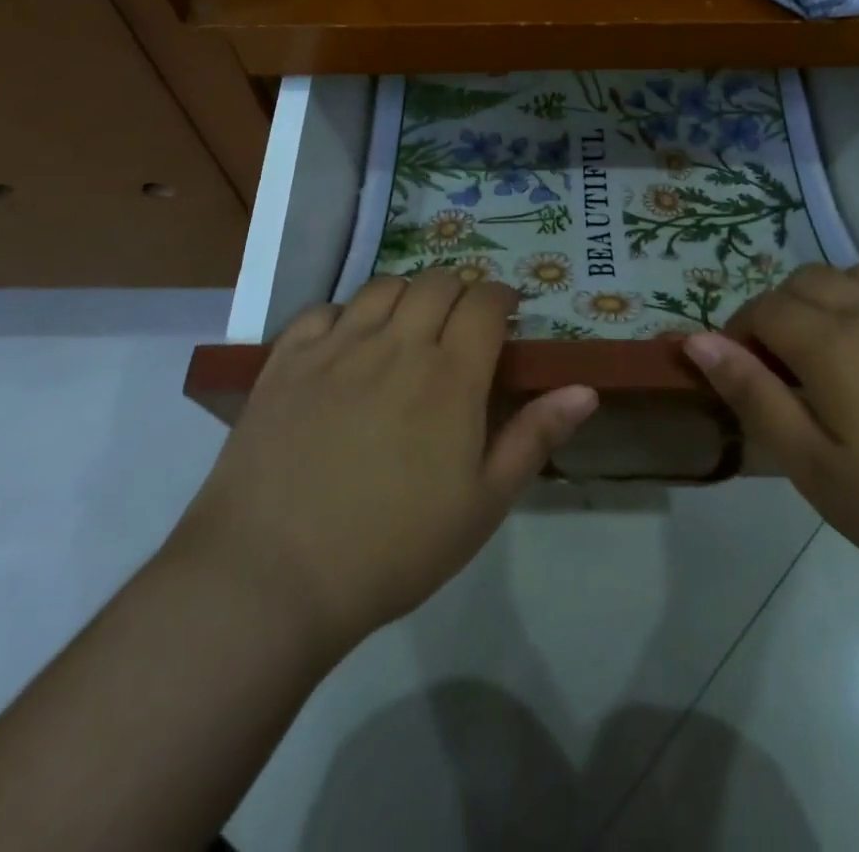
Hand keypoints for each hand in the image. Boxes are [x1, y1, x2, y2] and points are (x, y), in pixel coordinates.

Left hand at [176, 273, 597, 658]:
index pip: (485, 302)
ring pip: (383, 288)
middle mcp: (396, 344)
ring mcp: (336, 347)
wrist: (273, 576)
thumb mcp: (482, 505)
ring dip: (407, 295)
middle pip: (437, 283)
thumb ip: (534, 438)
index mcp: (450, 376)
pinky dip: (346, 314)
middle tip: (461, 323)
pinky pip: (323, 310)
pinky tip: (347, 343)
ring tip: (408, 326)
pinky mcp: (287, 361)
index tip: (506, 313)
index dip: (501, 297)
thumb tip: (585, 388)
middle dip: (460, 291)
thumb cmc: (392, 549)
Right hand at [683, 263, 858, 610]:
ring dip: (830, 297)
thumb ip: (753, 395)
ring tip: (837, 349)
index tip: (740, 371)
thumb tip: (696, 341)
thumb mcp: (816, 469)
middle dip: (780, 311)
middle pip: (807, 281)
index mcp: (835, 345)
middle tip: (784, 365)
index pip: (766, 310)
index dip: (740, 333)